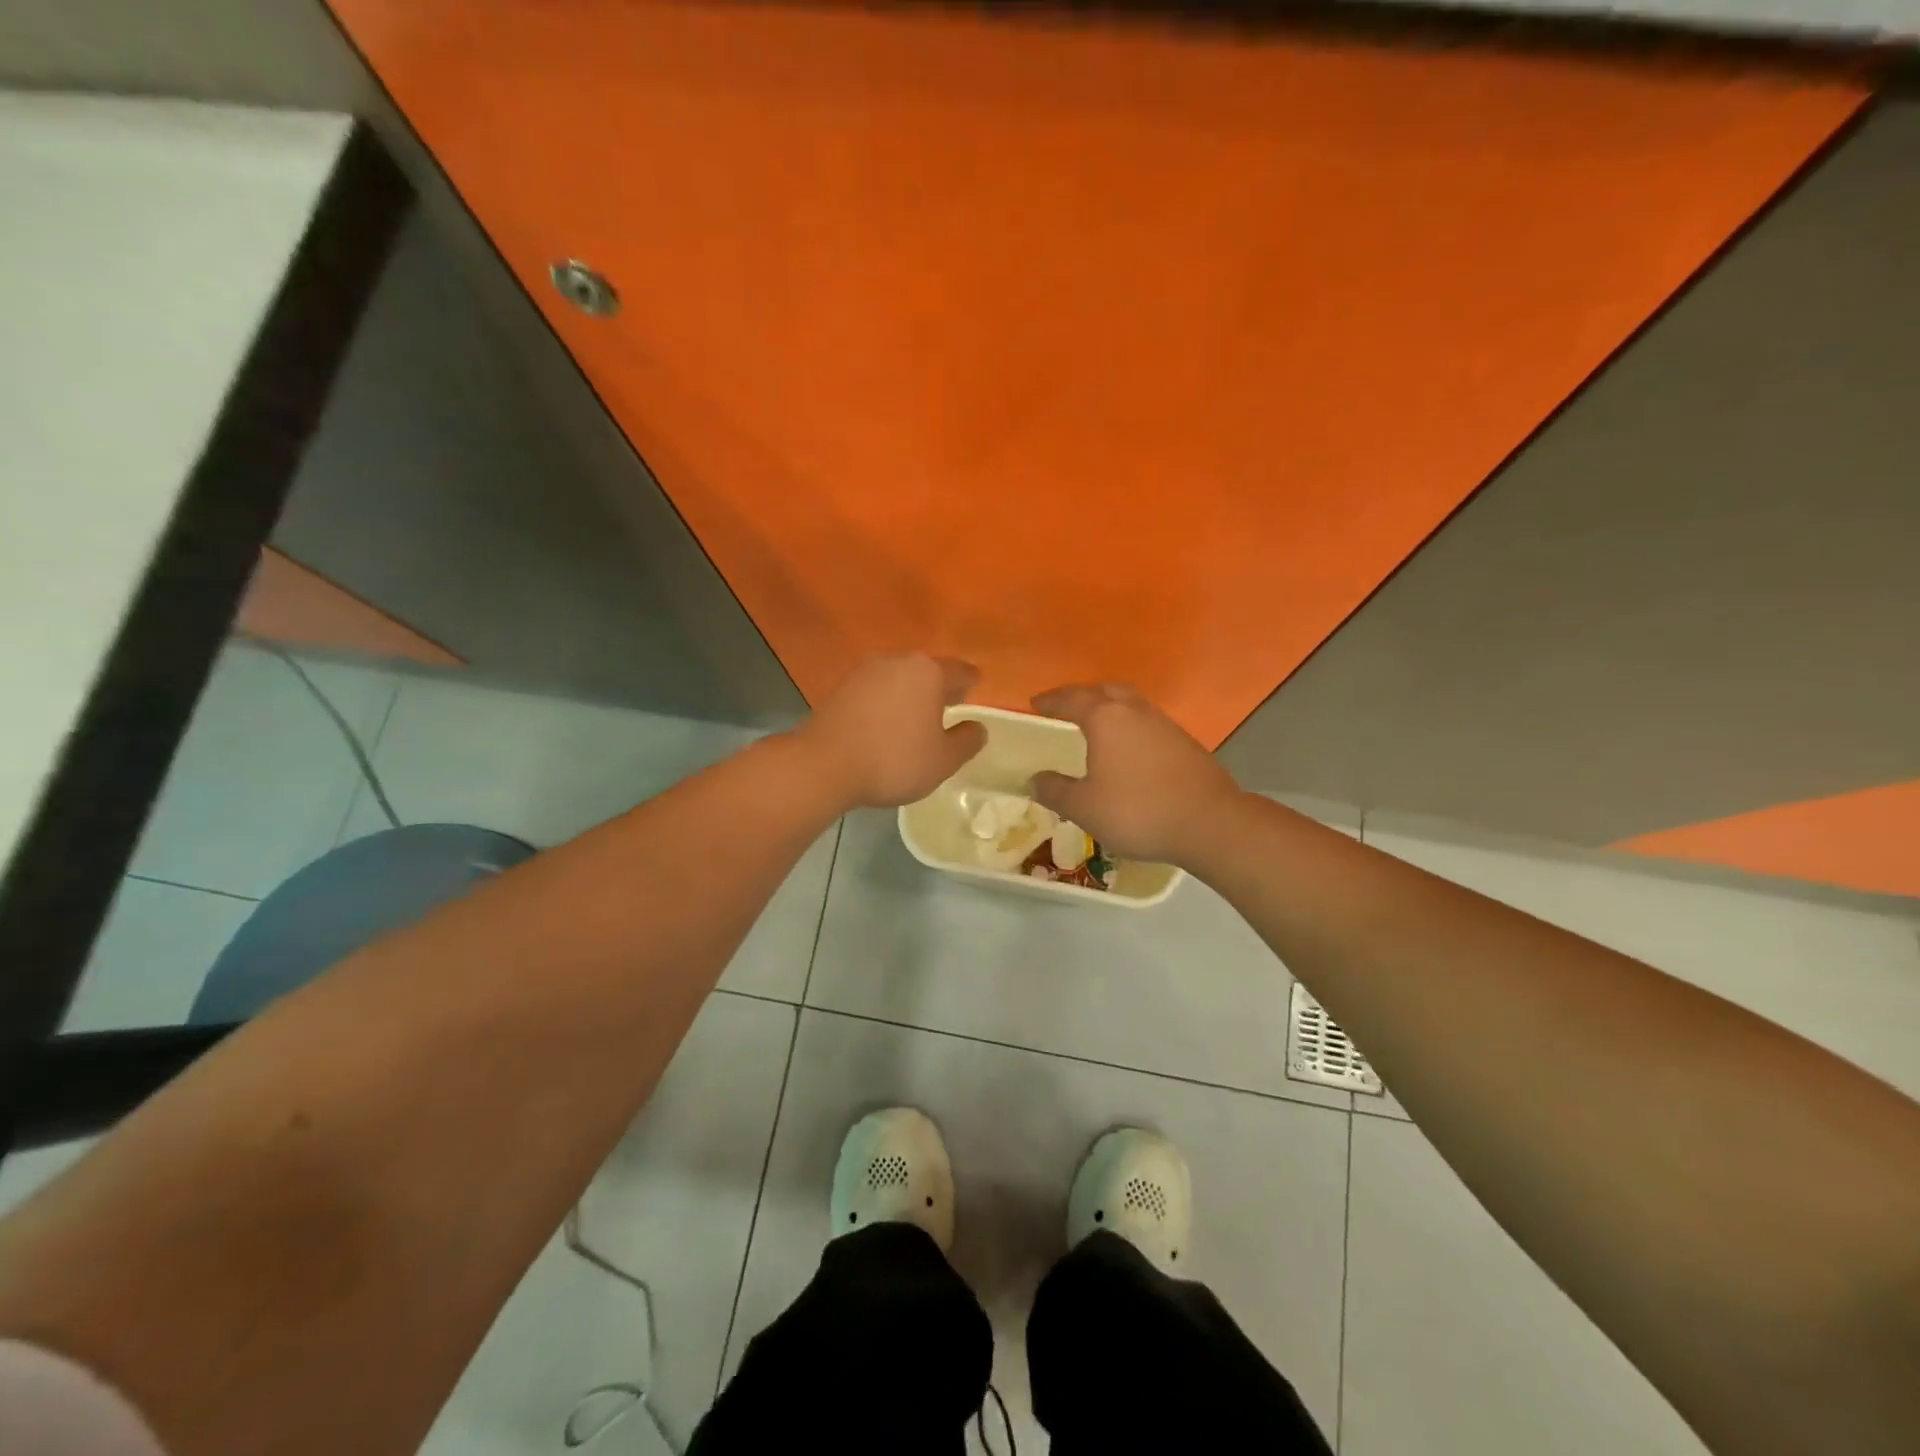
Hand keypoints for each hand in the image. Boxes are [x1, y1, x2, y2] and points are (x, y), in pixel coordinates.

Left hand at [797, 652, 987, 808]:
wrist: (825, 765)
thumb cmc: (894, 760)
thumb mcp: (943, 760)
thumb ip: (966, 741)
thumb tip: (977, 728)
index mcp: (928, 672)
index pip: (960, 672)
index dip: (970, 682)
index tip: (974, 689)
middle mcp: (897, 661)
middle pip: (927, 671)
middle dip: (939, 687)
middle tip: (949, 706)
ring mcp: (865, 672)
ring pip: (899, 678)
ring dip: (910, 694)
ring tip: (916, 717)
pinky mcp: (841, 687)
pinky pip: (875, 690)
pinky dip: (886, 702)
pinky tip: (886, 723)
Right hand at [1029, 683, 1239, 863]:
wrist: (1209, 823)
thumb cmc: (1137, 811)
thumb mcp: (1084, 808)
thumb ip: (1055, 791)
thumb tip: (1035, 779)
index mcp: (1106, 719)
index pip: (1071, 700)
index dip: (1051, 701)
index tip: (1035, 703)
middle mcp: (1135, 712)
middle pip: (1105, 691)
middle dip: (1083, 695)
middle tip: (1066, 707)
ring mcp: (1164, 725)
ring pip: (1131, 704)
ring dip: (1110, 708)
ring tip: (1096, 725)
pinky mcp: (1184, 743)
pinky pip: (1147, 723)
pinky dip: (1130, 727)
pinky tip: (1128, 749)